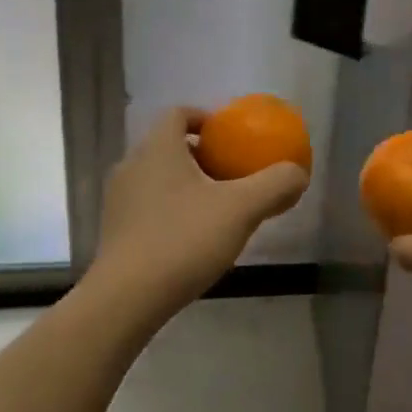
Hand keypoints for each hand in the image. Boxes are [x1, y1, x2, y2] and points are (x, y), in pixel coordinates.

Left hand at [91, 107, 309, 316]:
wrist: (127, 298)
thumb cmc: (184, 240)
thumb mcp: (242, 209)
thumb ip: (275, 184)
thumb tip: (297, 173)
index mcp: (158, 149)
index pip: (178, 114)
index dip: (205, 118)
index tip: (230, 136)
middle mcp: (131, 166)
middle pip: (169, 146)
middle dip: (202, 155)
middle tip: (232, 174)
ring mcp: (118, 200)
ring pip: (158, 178)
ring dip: (187, 184)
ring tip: (218, 207)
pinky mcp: (114, 231)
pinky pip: (148, 206)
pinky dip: (172, 209)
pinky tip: (194, 237)